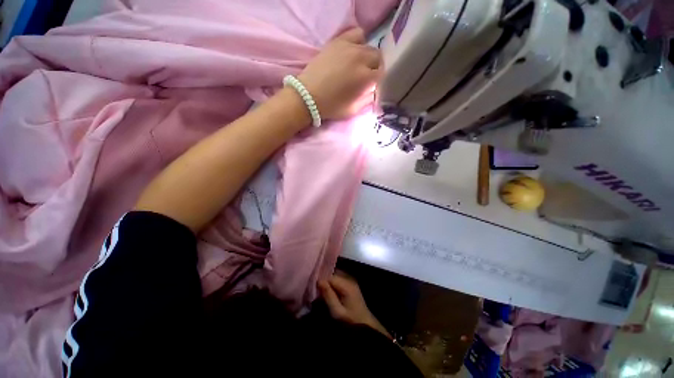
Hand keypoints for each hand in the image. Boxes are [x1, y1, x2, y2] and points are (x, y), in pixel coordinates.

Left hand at [298, 28, 381, 119]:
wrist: (308, 96)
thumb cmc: (332, 106)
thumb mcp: (354, 110)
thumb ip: (368, 99)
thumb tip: (374, 89)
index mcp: (365, 78)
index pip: (383, 74)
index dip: (380, 81)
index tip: (374, 86)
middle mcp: (361, 58)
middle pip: (378, 58)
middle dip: (375, 69)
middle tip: (367, 77)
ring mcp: (349, 47)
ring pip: (369, 47)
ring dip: (368, 57)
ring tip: (360, 65)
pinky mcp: (338, 41)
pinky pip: (357, 33)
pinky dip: (359, 41)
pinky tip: (353, 51)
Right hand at [318, 273, 390, 338]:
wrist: (366, 324)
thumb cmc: (351, 321)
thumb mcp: (337, 311)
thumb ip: (328, 295)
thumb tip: (319, 280)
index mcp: (346, 284)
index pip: (330, 276)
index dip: (320, 280)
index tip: (311, 286)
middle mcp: (349, 278)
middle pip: (333, 274)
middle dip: (323, 279)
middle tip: (314, 287)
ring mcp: (350, 280)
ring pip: (335, 275)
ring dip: (327, 281)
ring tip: (319, 288)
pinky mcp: (350, 284)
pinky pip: (338, 279)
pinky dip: (332, 283)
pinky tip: (327, 290)